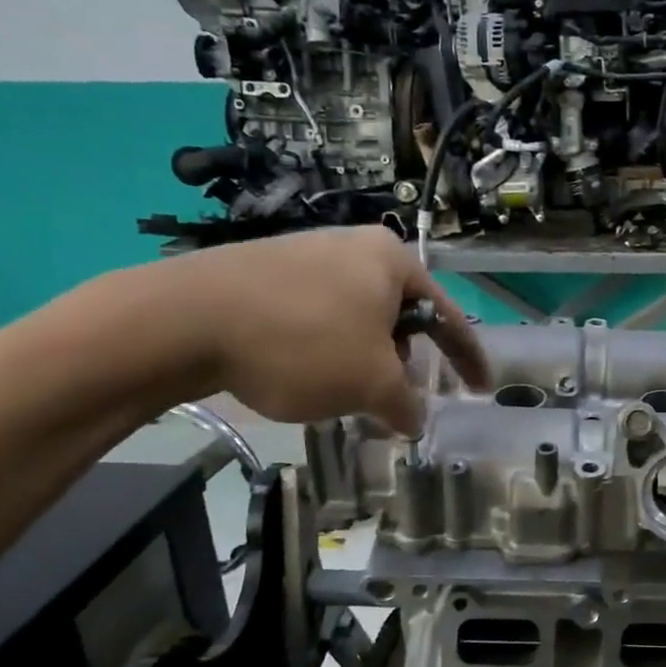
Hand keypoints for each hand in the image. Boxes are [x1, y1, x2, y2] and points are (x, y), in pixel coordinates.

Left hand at [149, 226, 488, 433]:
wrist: (183, 319)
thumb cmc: (303, 343)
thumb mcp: (370, 385)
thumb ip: (406, 405)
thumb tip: (414, 421)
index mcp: (392, 260)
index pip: (447, 316)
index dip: (469, 358)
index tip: (482, 387)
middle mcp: (353, 246)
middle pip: (399, 314)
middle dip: (402, 360)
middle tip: (392, 397)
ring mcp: (305, 253)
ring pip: (355, 316)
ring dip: (361, 357)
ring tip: (340, 391)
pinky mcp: (264, 269)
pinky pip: (316, 313)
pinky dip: (324, 347)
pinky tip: (300, 372)